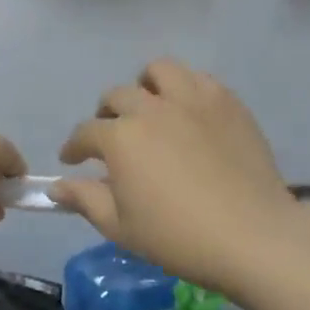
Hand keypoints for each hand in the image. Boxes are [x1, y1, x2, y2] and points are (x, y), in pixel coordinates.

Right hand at [54, 59, 307, 293]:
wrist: (253, 237)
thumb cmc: (178, 237)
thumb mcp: (120, 227)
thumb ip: (84, 199)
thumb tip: (56, 187)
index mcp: (121, 138)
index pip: (85, 133)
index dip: (74, 147)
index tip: (73, 160)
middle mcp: (152, 109)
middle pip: (117, 96)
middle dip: (106, 114)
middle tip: (113, 137)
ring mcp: (193, 100)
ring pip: (159, 71)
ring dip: (146, 86)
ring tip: (150, 108)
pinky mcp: (227, 103)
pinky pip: (199, 79)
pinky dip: (185, 89)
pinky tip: (187, 113)